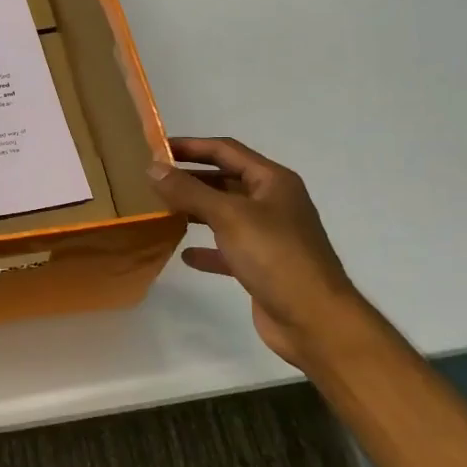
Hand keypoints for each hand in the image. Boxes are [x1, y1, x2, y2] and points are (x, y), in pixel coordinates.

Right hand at [149, 137, 365, 364]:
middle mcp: (272, 202)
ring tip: (161, 210)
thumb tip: (152, 168)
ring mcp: (269, 235)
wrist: (314, 320)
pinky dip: (207, 249)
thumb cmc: (275, 257)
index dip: (191, 146)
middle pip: (225, 180)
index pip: (226, 150)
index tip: (156, 149)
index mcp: (272, 181)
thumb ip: (189, 191)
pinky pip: (227, 249)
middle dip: (191, 178)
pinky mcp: (262, 265)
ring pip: (224, 214)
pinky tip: (184, 254)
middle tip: (152, 180)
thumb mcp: (229, 216)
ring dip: (195, 211)